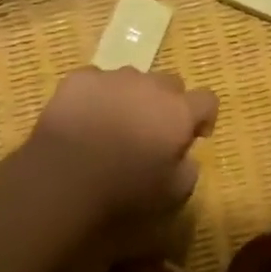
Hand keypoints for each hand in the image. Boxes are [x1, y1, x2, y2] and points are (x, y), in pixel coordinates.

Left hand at [18, 67, 215, 235]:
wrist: (63, 178)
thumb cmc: (123, 191)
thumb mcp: (171, 195)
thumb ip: (188, 171)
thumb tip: (187, 158)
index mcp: (178, 112)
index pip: (207, 99)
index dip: (204, 116)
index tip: (195, 135)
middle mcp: (150, 85)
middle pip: (170, 83)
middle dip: (167, 102)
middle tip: (152, 130)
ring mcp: (114, 77)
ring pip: (132, 79)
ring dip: (131, 96)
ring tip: (114, 123)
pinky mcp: (81, 78)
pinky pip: (96, 80)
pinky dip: (96, 95)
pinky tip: (84, 118)